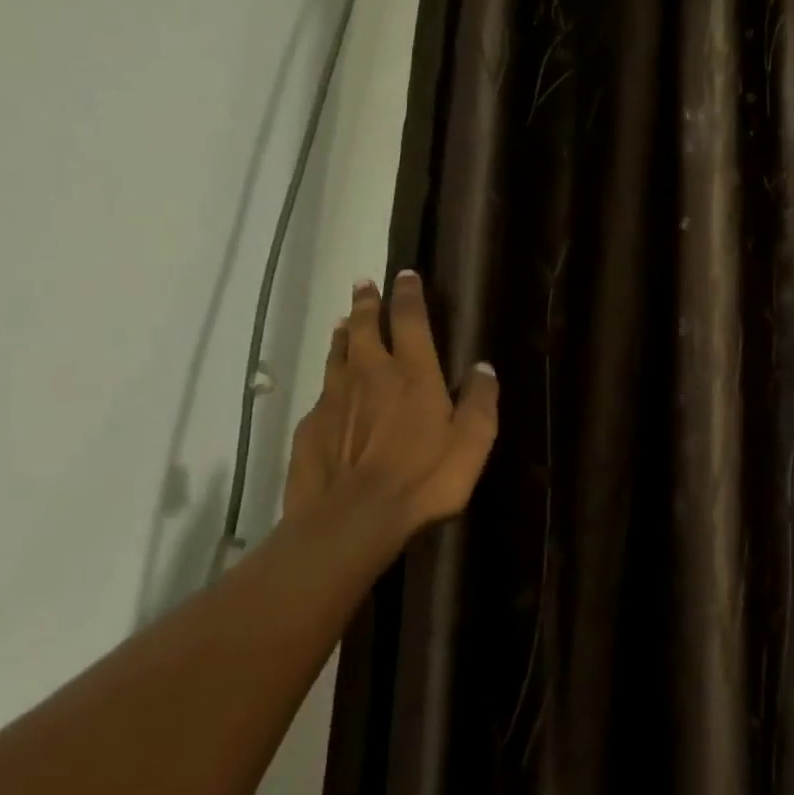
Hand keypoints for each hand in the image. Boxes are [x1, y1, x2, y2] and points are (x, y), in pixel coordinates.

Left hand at [283, 270, 498, 541]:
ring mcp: (335, 397)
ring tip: (345, 322)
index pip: (410, 319)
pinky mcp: (310, 424)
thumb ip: (480, 402)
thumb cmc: (422, 479)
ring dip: (344, 333)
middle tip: (365, 284)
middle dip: (367, 302)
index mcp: (413, 373)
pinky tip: (331, 388)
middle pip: (366, 326)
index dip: (408, 294)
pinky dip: (330, 378)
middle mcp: (370, 373)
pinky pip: (322, 390)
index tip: (405, 275)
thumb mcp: (471, 444)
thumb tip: (484, 368)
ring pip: (338, 352)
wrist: (350, 519)